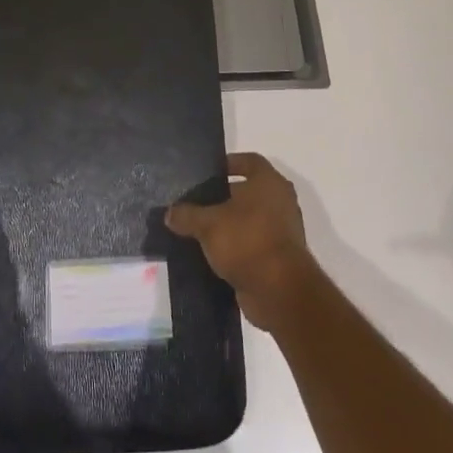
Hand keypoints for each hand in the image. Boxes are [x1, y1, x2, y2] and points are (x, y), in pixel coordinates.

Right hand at [165, 152, 318, 332]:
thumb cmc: (247, 241)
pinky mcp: (277, 258)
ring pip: (248, 220)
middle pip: (247, 192)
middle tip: (195, 202)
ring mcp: (281, 231)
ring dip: (227, 225)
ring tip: (197, 230)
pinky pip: (251, 244)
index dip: (229, 163)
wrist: (279, 291)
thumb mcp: (208, 224)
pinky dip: (235, 247)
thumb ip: (187, 215)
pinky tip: (210, 254)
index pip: (250, 161)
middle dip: (222, 197)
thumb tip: (170, 212)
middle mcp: (280, 202)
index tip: (207, 173)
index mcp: (269, 183)